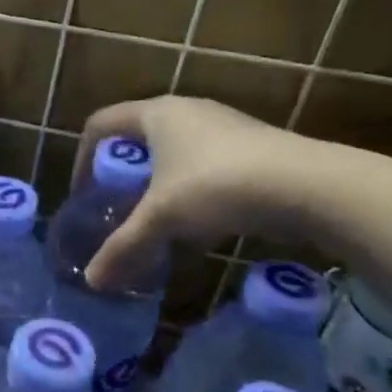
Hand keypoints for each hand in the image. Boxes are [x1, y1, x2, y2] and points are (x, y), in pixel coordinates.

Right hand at [75, 96, 333, 286]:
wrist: (307, 186)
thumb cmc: (216, 185)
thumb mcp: (162, 218)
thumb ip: (123, 246)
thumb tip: (92, 280)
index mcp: (156, 114)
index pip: (101, 123)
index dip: (84, 157)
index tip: (85, 194)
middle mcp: (186, 111)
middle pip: (136, 138)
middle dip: (122, 175)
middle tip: (117, 208)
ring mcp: (221, 126)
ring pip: (172, 153)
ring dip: (157, 185)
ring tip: (156, 221)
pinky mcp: (250, 147)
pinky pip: (202, 164)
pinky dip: (188, 190)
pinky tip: (198, 225)